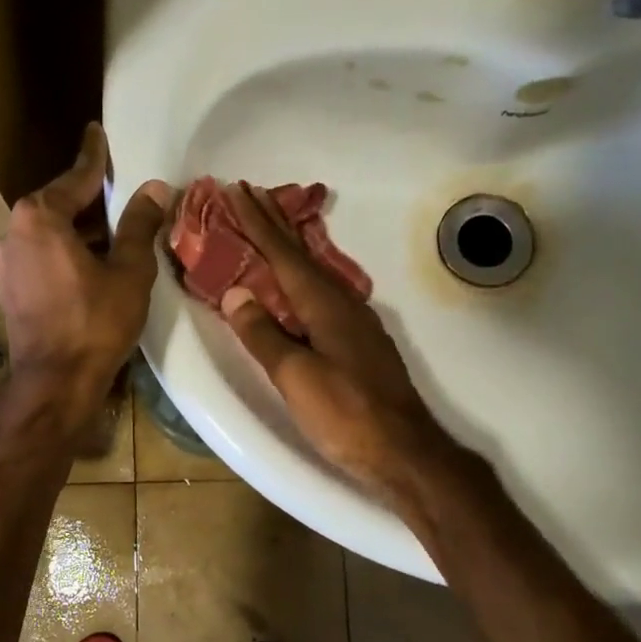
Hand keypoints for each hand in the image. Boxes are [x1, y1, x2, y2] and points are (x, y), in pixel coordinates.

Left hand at [0, 124, 170, 426]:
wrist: (55, 383)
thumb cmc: (94, 323)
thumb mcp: (128, 270)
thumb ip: (140, 225)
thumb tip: (155, 188)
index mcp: (39, 218)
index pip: (75, 177)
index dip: (94, 157)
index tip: (96, 132)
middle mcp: (13, 233)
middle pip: (58, 205)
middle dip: (89, 199)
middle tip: (119, 191)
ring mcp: (6, 264)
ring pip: (48, 234)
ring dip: (78, 230)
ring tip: (114, 233)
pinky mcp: (9, 291)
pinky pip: (41, 257)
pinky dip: (65, 253)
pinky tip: (90, 265)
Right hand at [219, 182, 456, 501]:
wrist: (404, 451)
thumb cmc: (346, 414)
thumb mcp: (296, 376)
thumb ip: (263, 335)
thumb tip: (236, 294)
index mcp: (324, 304)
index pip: (283, 253)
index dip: (257, 222)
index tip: (236, 190)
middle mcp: (342, 302)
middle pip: (301, 254)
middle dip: (273, 222)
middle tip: (250, 192)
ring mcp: (354, 321)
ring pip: (313, 271)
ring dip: (287, 246)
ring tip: (267, 229)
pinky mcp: (358, 341)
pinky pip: (320, 292)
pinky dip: (299, 276)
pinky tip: (296, 284)